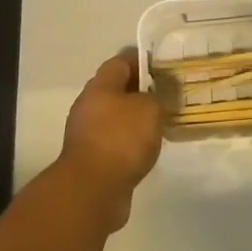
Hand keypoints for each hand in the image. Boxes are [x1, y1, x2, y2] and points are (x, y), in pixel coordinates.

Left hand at [57, 54, 162, 229]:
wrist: (93, 189)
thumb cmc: (121, 138)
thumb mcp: (149, 108)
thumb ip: (155, 97)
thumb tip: (151, 99)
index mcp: (100, 86)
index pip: (121, 62)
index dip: (141, 61)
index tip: (162, 67)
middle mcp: (89, 105)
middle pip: (115, 90)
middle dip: (139, 92)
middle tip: (165, 97)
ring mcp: (86, 134)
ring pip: (114, 117)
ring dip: (134, 120)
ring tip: (160, 124)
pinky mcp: (90, 160)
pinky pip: (113, 142)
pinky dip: (128, 143)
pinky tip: (146, 150)